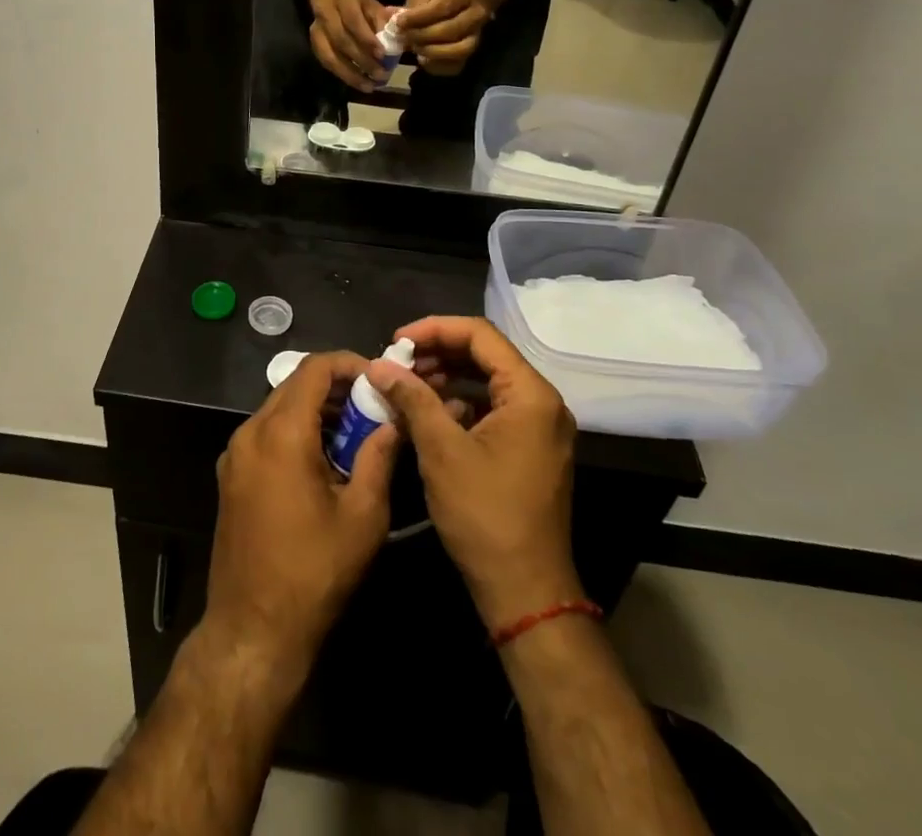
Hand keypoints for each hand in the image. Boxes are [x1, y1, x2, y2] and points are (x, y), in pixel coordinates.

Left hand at [204, 351, 400, 671]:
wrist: (253, 629)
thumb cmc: (314, 573)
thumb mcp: (362, 516)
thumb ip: (379, 457)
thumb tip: (392, 421)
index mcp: (281, 433)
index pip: (314, 369)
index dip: (349, 364)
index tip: (379, 377)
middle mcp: (250, 432)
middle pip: (294, 384)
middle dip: (335, 387)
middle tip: (373, 405)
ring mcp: (235, 454)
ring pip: (278, 407)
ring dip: (315, 409)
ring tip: (354, 431)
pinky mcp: (230, 475)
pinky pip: (265, 433)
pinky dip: (295, 430)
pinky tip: (323, 458)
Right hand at [308, 0, 389, 90]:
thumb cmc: (356, 3)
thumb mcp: (371, 5)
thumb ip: (381, 20)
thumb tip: (393, 42)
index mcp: (342, 0)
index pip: (353, 20)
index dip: (366, 39)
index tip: (382, 55)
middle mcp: (325, 16)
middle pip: (341, 41)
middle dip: (362, 60)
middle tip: (381, 75)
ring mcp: (316, 32)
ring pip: (330, 57)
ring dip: (351, 74)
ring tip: (370, 86)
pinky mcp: (314, 45)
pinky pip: (327, 64)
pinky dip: (343, 75)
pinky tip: (358, 83)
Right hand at [365, 317, 580, 628]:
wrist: (525, 592)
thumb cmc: (485, 515)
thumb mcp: (441, 450)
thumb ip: (412, 398)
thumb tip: (378, 365)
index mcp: (530, 394)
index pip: (480, 335)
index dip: (434, 329)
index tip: (396, 341)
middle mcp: (542, 402)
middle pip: (485, 355)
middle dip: (437, 353)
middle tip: (396, 363)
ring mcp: (539, 428)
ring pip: (488, 382)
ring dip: (446, 377)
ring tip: (406, 385)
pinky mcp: (530, 449)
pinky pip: (493, 408)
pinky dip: (460, 403)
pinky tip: (429, 414)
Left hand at [402, 0, 491, 76]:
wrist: (468, 2)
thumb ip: (410, 6)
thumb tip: (391, 18)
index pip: (441, 7)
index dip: (418, 17)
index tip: (399, 22)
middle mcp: (476, 16)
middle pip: (450, 30)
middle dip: (422, 36)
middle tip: (404, 37)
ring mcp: (476, 37)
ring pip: (458, 51)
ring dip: (431, 52)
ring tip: (414, 48)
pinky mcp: (471, 55)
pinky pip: (455, 66)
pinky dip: (436, 65)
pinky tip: (423, 59)